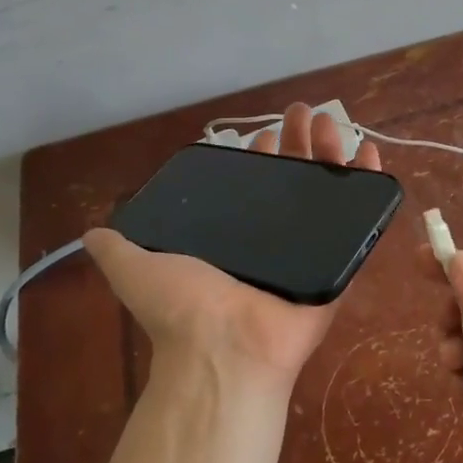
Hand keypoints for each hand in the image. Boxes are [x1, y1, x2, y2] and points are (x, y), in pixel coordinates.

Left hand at [86, 104, 383, 398]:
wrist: (224, 349)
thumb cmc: (184, 307)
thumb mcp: (135, 269)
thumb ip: (118, 248)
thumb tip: (90, 233)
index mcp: (235, 237)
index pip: (254, 185)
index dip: (260, 156)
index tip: (266, 132)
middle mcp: (273, 241)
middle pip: (294, 181)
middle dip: (300, 144)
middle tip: (308, 113)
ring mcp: (310, 252)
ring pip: (327, 193)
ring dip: (333, 156)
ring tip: (335, 124)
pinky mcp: (339, 264)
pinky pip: (361, 222)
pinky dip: (370, 188)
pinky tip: (372, 155)